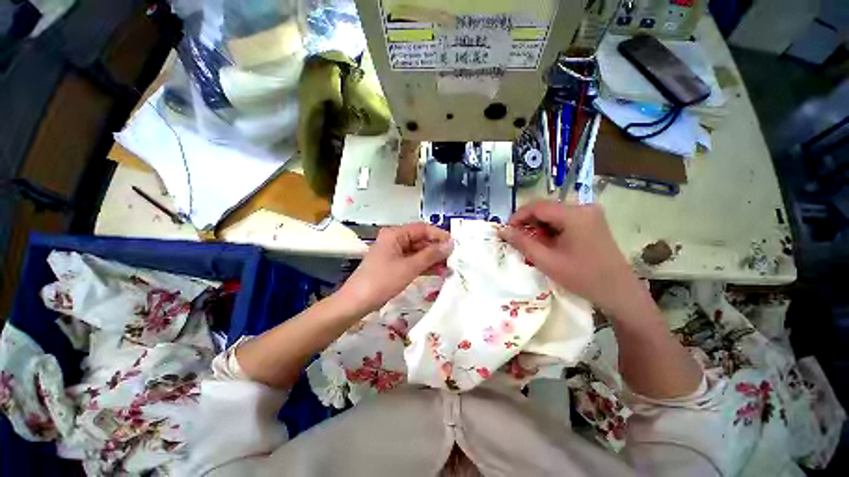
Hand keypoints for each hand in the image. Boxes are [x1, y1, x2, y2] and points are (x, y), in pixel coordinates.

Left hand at [338, 223, 452, 313]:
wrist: (357, 302)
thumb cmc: (382, 281)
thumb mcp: (409, 267)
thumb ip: (431, 255)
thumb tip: (451, 244)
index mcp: (395, 234)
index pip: (422, 228)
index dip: (439, 235)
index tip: (455, 243)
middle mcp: (395, 240)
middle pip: (421, 240)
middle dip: (437, 249)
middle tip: (454, 258)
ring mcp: (395, 253)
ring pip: (418, 252)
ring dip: (433, 259)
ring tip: (450, 267)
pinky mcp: (395, 264)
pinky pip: (413, 261)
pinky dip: (424, 266)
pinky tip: (438, 272)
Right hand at [498, 201, 640, 314]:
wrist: (619, 292)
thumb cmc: (582, 277)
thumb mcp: (546, 261)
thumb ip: (522, 242)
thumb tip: (502, 230)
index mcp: (574, 214)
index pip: (537, 206)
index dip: (517, 216)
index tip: (507, 231)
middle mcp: (583, 207)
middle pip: (546, 208)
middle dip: (528, 223)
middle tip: (518, 240)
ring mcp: (590, 213)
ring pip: (553, 214)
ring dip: (539, 227)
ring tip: (533, 244)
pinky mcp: (592, 221)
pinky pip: (563, 219)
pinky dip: (550, 229)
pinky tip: (548, 244)